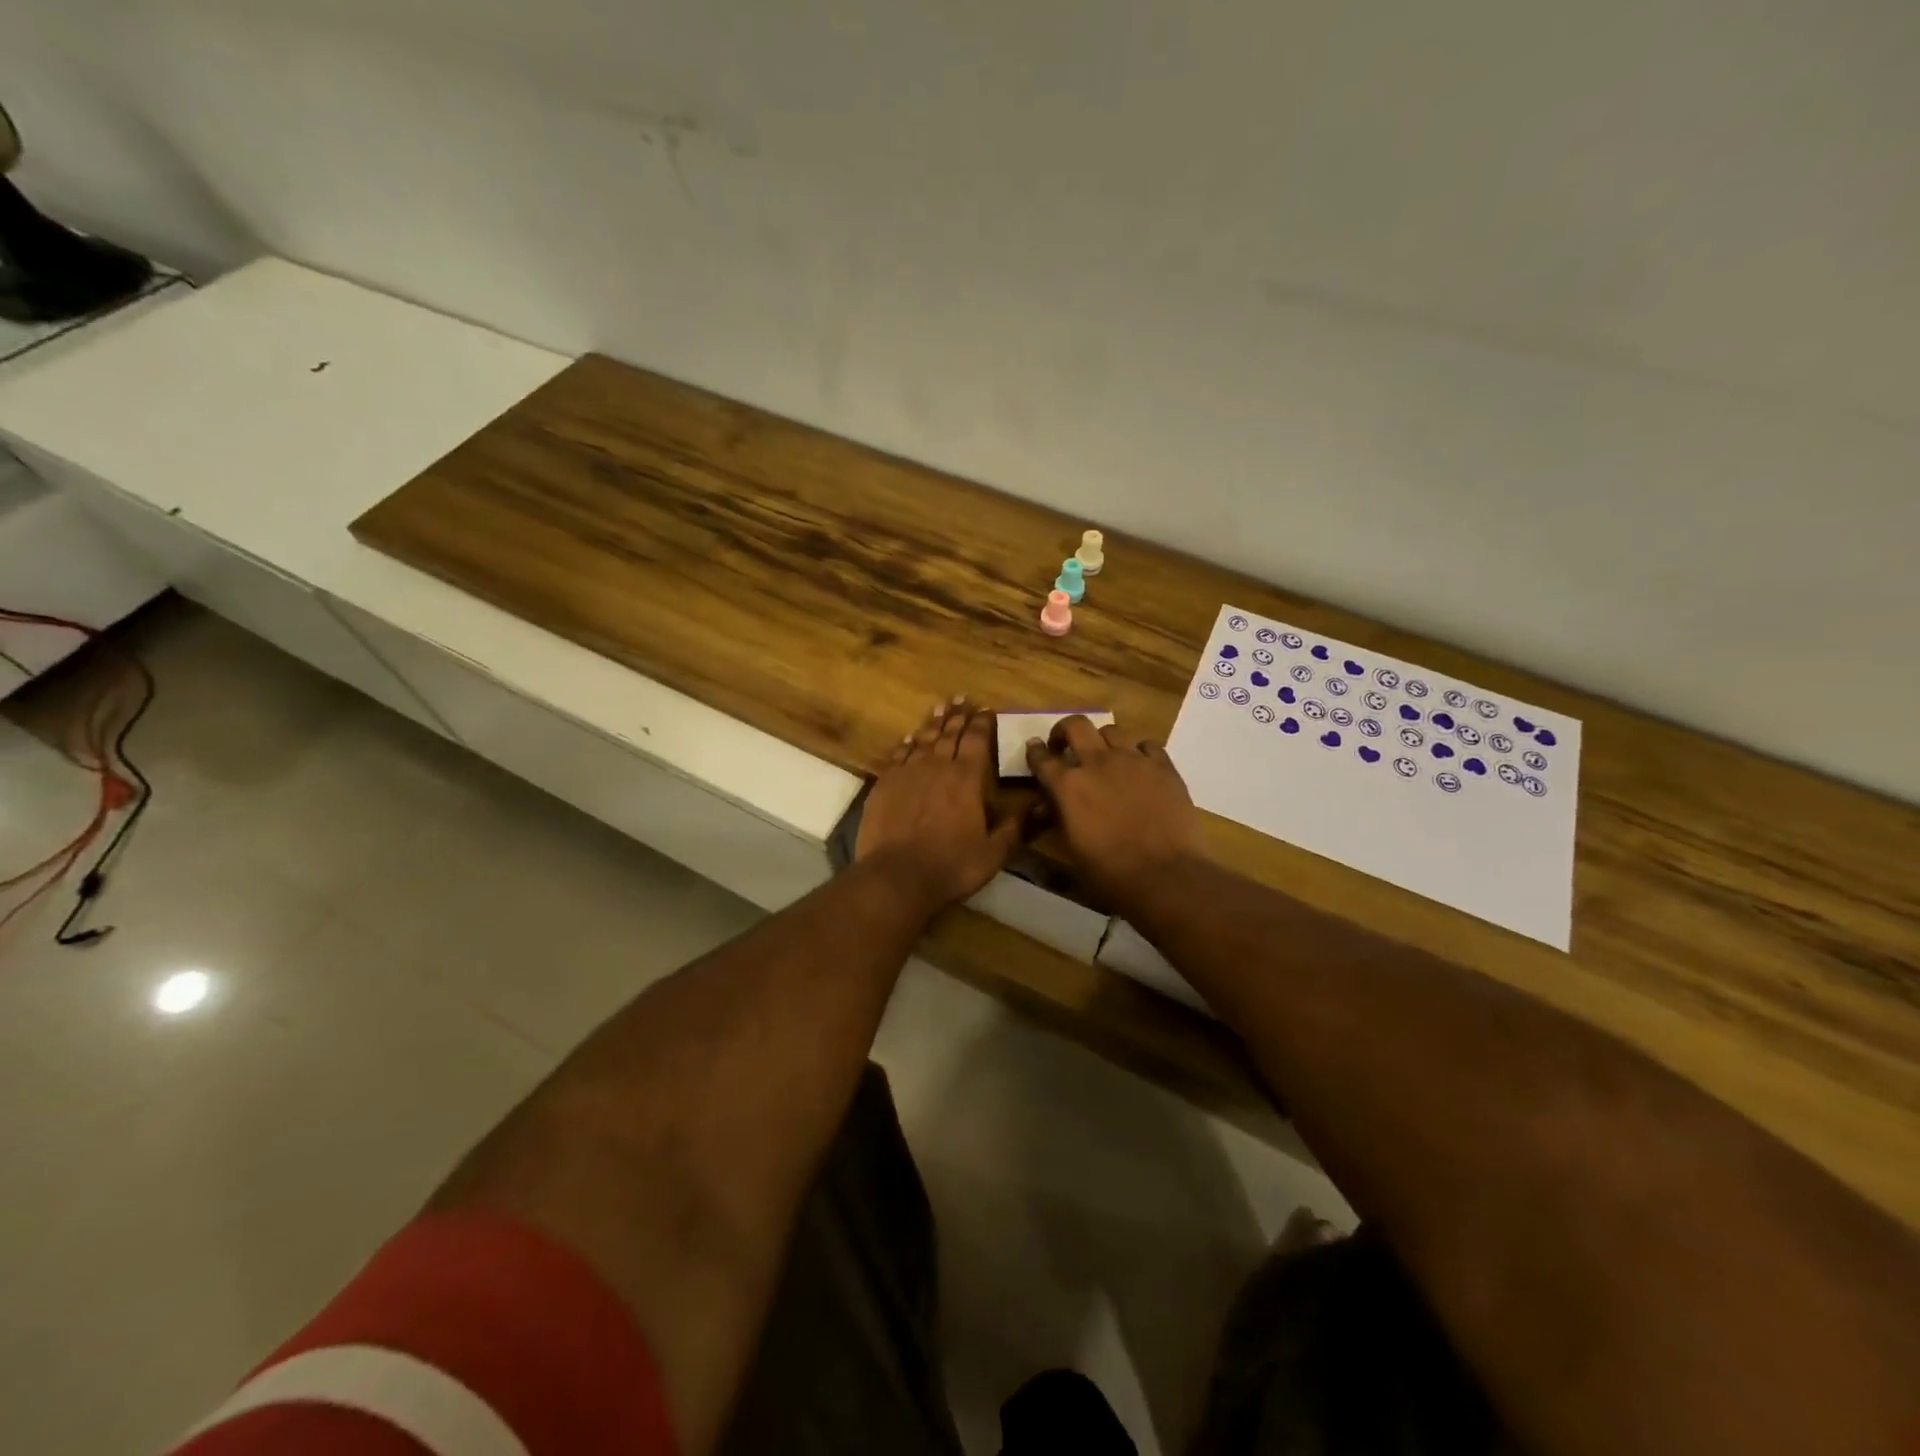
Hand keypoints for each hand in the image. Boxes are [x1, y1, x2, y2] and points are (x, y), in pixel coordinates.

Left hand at [857, 699, 1024, 912]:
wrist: (897, 877)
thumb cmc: (951, 866)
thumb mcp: (994, 853)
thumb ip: (1016, 827)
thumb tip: (1041, 805)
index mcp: (967, 779)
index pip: (976, 741)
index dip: (982, 723)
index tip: (986, 710)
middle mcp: (937, 767)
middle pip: (948, 734)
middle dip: (957, 716)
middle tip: (961, 699)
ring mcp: (907, 774)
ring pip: (923, 740)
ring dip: (933, 723)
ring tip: (939, 708)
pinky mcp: (884, 785)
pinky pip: (897, 756)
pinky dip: (906, 745)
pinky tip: (909, 739)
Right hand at [1025, 716, 1200, 907]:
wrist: (1164, 875)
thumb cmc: (1109, 872)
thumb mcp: (1071, 847)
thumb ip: (1058, 816)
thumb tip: (1047, 804)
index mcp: (1068, 785)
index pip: (1042, 758)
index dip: (1035, 751)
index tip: (1035, 748)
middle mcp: (1097, 762)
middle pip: (1076, 725)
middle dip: (1065, 731)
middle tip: (1066, 745)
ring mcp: (1133, 760)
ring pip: (1112, 730)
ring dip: (1102, 741)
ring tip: (1106, 756)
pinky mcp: (1163, 766)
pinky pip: (1147, 745)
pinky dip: (1139, 752)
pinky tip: (1140, 767)